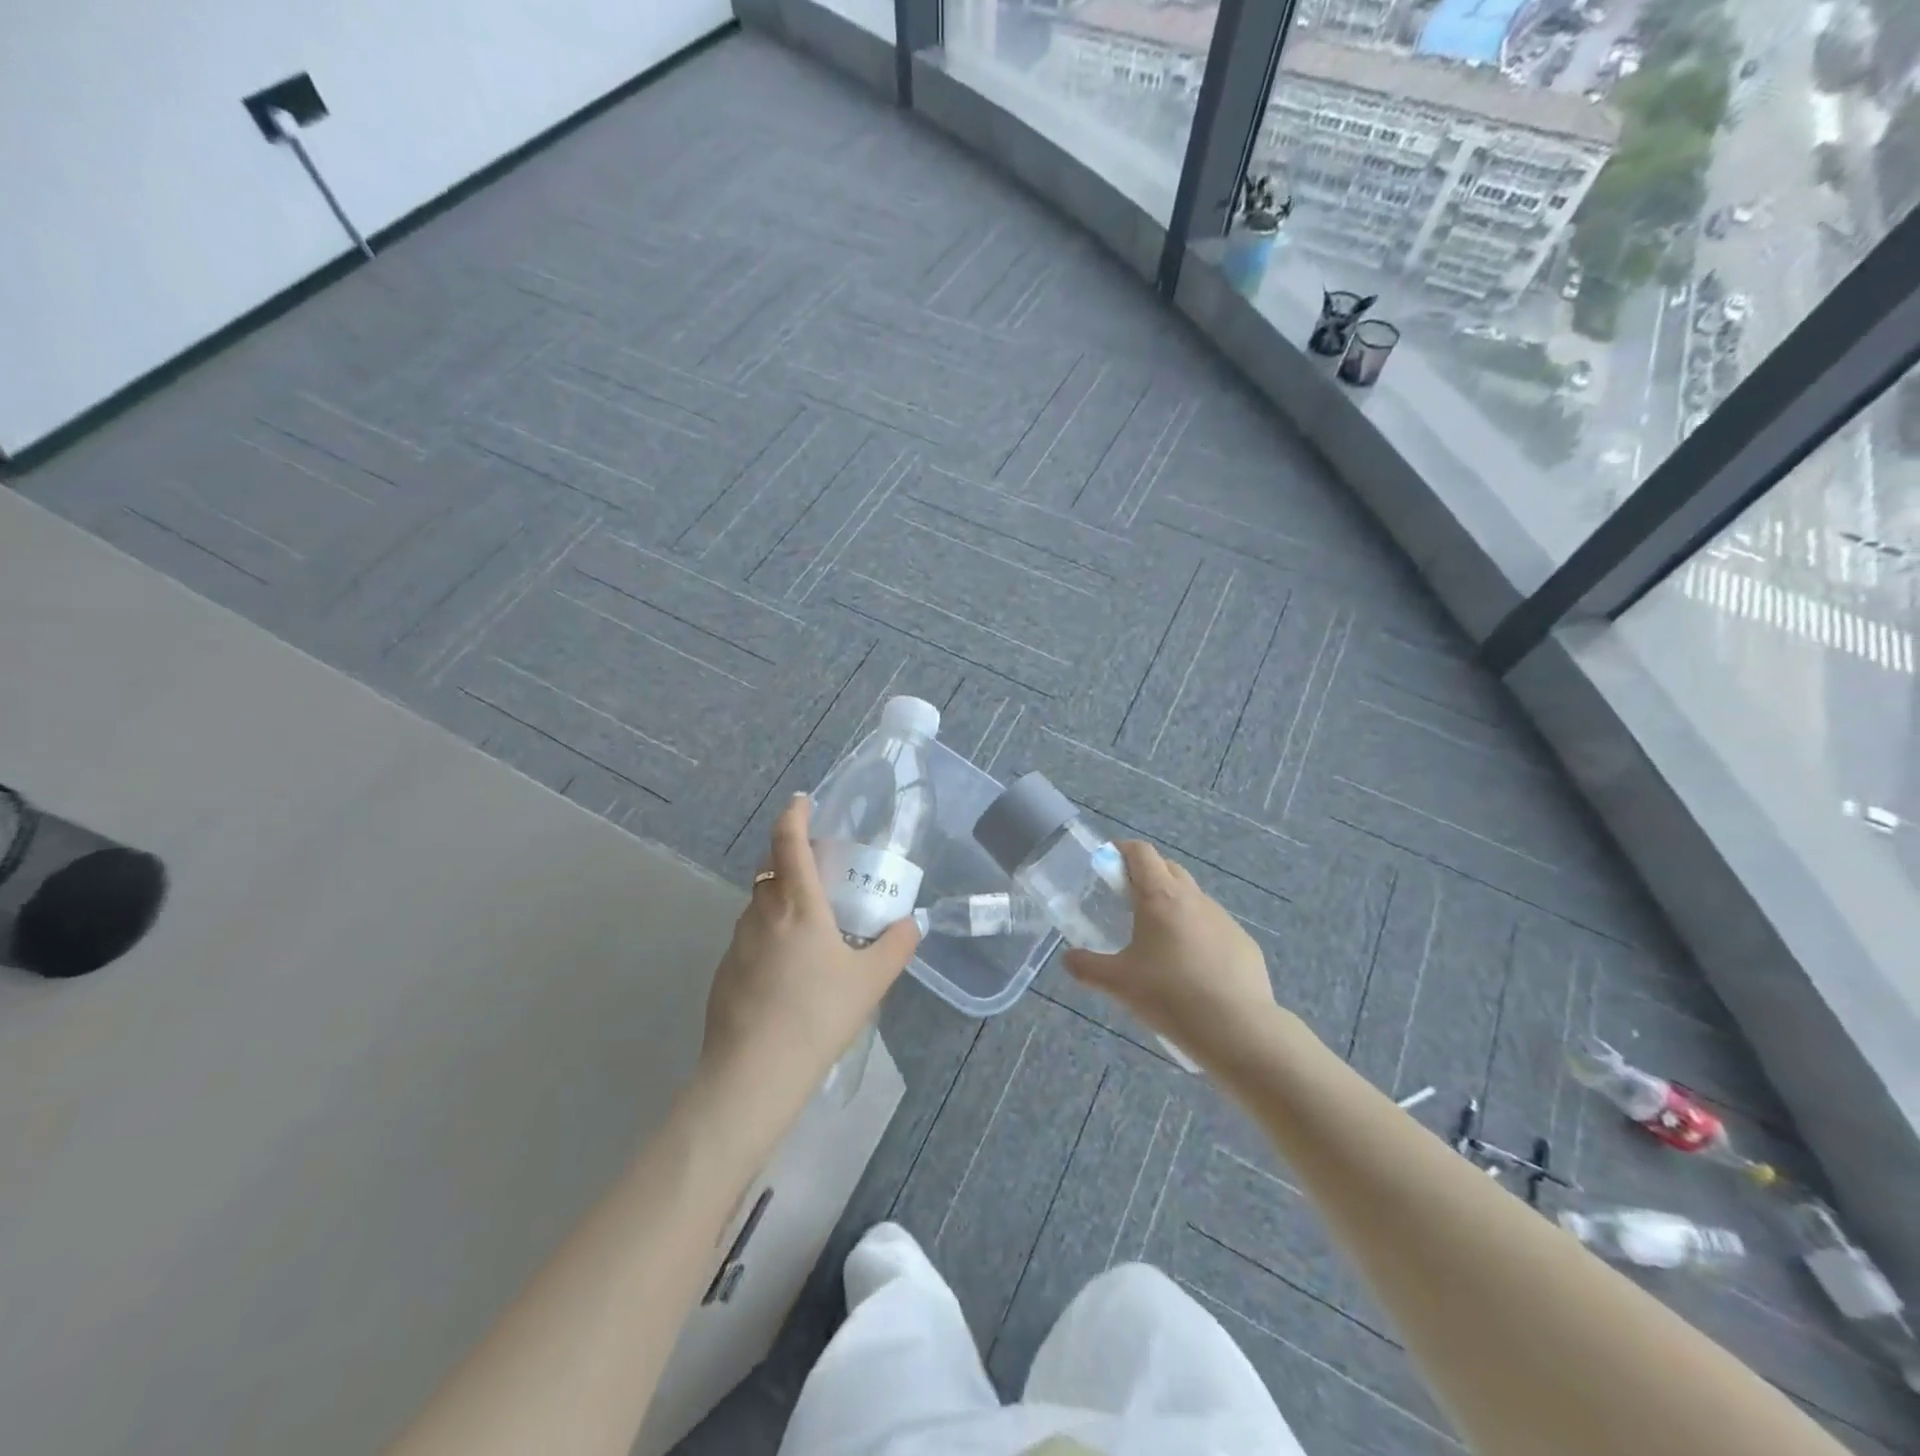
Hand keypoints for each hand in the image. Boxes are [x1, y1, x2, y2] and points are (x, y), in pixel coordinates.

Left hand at [700, 796, 919, 1104]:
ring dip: (780, 899)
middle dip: (791, 858)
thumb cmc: (818, 1015)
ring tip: (809, 927)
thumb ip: (896, 946)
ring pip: (759, 904)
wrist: (754, 1074)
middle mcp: (762, 913)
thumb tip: (911, 925)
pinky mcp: (724, 971)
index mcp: (798, 904)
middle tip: (821, 872)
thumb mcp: (871, 981)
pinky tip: (787, 972)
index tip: (802, 801)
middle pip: (771, 868)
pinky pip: (750, 937)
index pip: (788, 841)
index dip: (794, 814)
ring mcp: (737, 942)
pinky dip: (768, 935)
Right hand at [1063, 841, 1274, 1063]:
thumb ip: (1087, 967)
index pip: (1141, 853)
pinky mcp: (1244, 943)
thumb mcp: (1118, 984)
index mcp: (1160, 897)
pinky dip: (1198, 934)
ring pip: (1193, 899)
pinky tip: (1192, 969)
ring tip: (1159, 941)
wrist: (1238, 1030)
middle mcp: (1194, 899)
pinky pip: (1214, 927)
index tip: (1107, 860)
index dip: (1122, 849)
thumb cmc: (1170, 996)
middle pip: (1168, 868)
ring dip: (1174, 906)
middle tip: (1128, 900)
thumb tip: (1068, 959)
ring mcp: (1223, 919)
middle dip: (1147, 874)